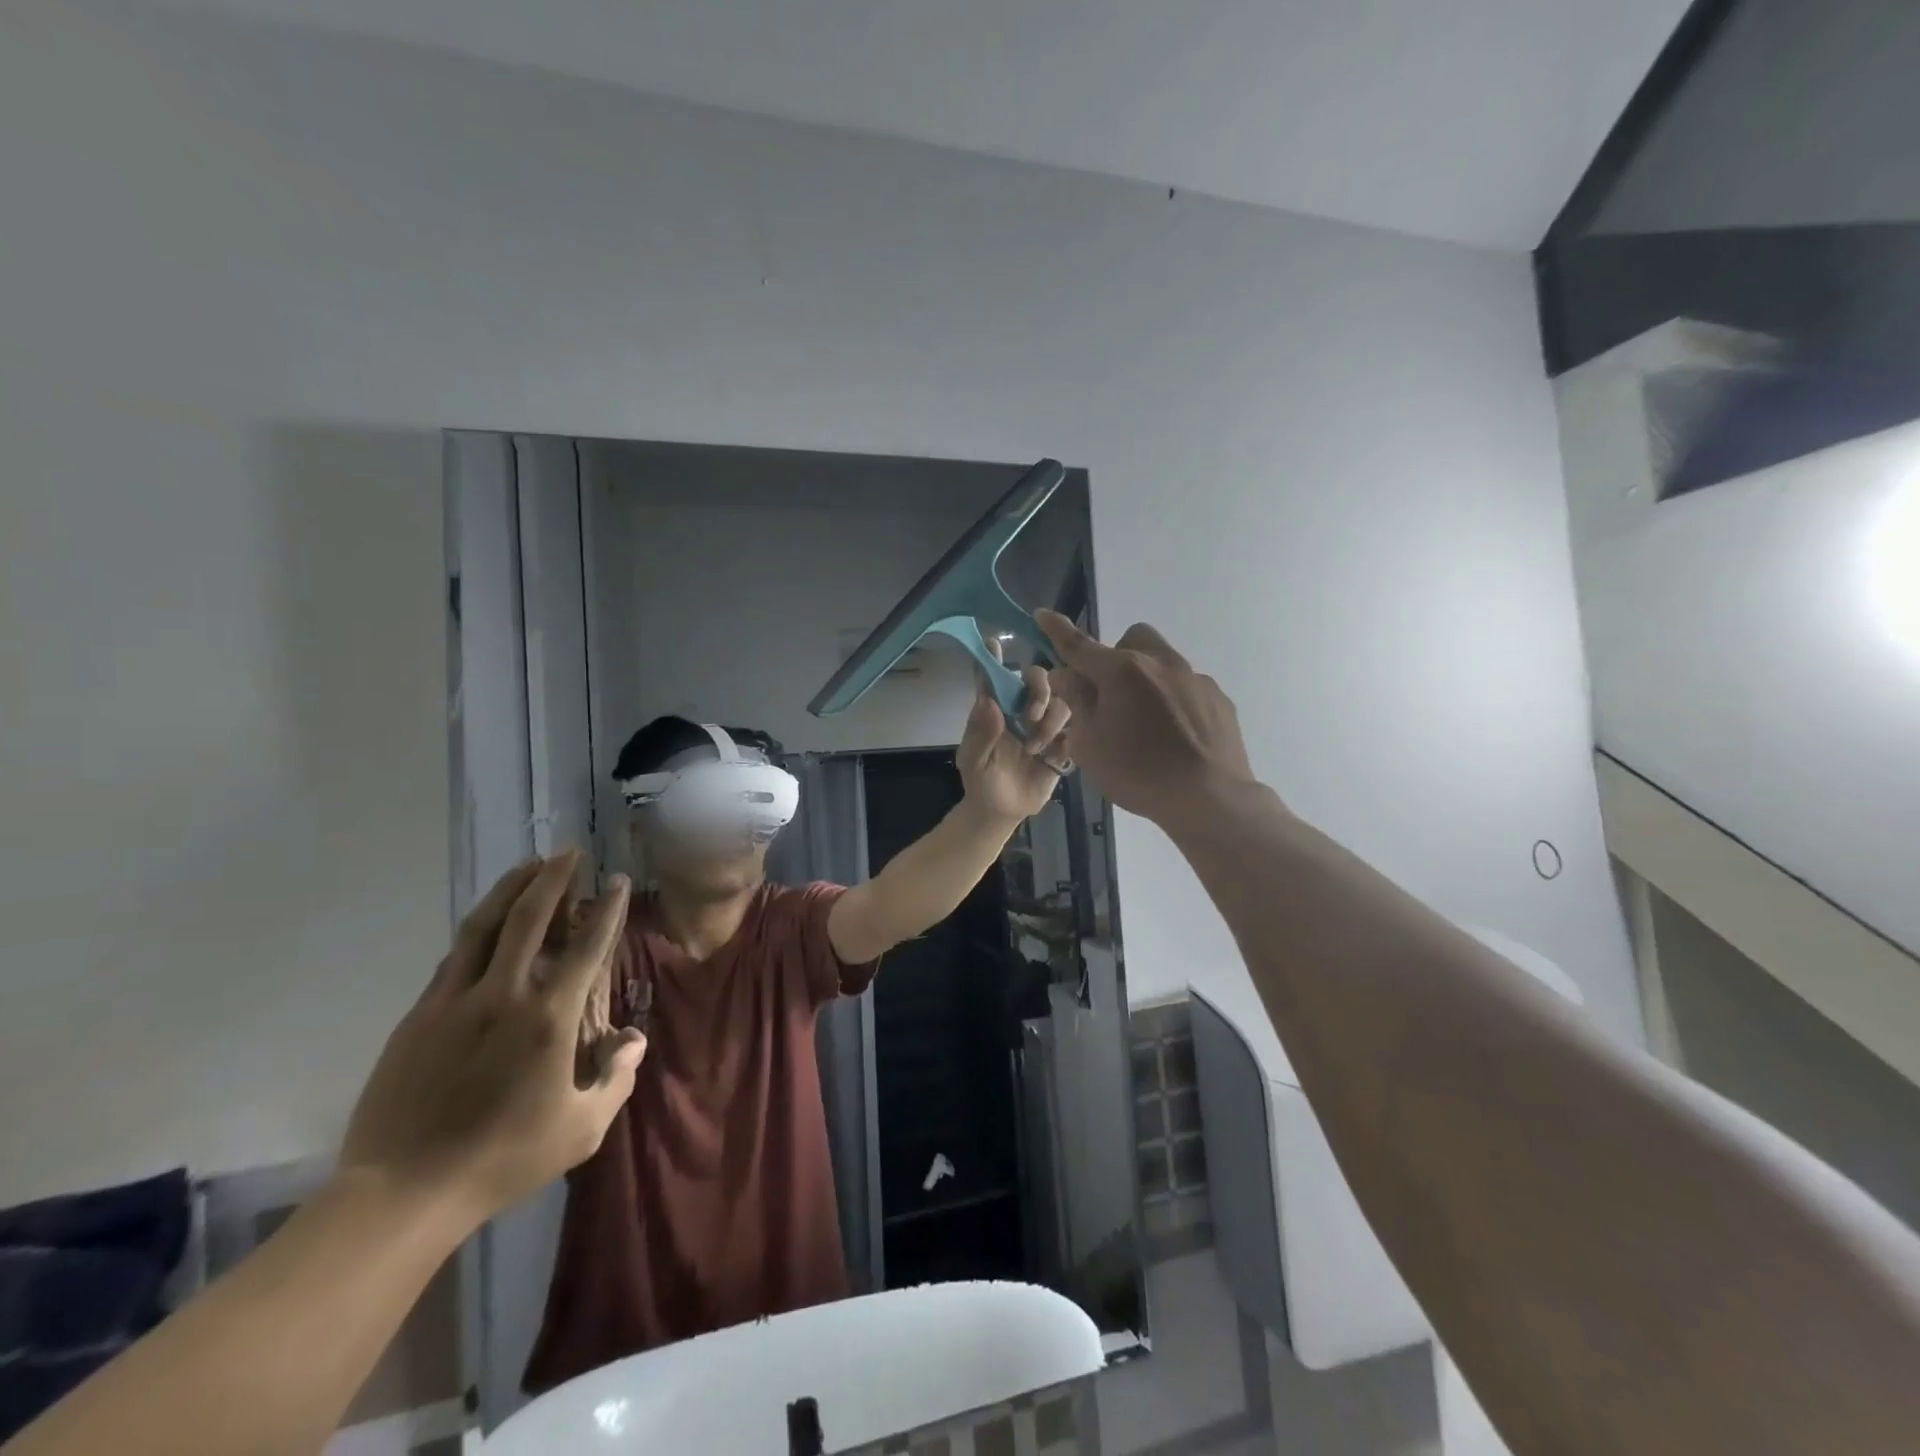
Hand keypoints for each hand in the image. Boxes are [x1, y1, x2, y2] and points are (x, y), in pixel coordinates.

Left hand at [340, 851, 646, 1225]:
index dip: (606, 909)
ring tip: (529, 865)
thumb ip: (616, 1078)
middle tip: (569, 853)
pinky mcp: (419, 1016)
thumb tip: (634, 1038)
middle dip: (553, 879)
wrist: (402, 1192)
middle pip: (529, 918)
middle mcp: (504, 995)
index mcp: (549, 1019)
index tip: (616, 881)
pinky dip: (478, 929)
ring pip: (484, 927)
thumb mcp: (581, 1129)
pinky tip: (487, 921)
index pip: (586, 947)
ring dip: (510, 889)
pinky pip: (454, 957)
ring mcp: (455, 1002)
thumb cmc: (504, 1159)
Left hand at [956, 643, 1072, 822]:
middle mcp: (1020, 709)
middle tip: (1031, 715)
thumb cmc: (981, 782)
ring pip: (1061, 702)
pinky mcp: (1062, 742)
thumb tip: (989, 702)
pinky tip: (1053, 756)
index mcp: (994, 709)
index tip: (994, 641)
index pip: (993, 676)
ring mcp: (1043, 724)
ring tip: (1036, 749)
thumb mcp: (974, 761)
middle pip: (1038, 679)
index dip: (993, 657)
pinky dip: (1066, 738)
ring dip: (1050, 721)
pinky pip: (1076, 727)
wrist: (1003, 811)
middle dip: (1040, 690)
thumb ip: (980, 734)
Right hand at [1035, 611, 1257, 827]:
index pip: (1079, 645)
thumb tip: (1066, 675)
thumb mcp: (1090, 745)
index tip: (1043, 616)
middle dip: (1116, 656)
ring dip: (1147, 679)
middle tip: (1110, 693)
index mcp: (1121, 672)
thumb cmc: (1138, 773)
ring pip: (1163, 662)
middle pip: (1132, 640)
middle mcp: (1160, 663)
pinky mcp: (1218, 698)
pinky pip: (1187, 687)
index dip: (1057, 630)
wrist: (1209, 797)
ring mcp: (1194, 678)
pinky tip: (1175, 735)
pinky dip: (1174, 701)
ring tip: (1146, 722)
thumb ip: (1077, 703)